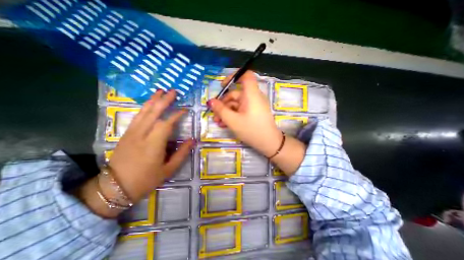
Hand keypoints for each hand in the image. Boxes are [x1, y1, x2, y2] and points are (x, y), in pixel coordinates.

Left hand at [77, 90, 193, 216]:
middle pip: (153, 113)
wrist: (114, 187)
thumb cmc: (145, 180)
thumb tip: (193, 140)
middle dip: (164, 101)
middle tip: (173, 91)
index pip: (166, 124)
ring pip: (143, 112)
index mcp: (153, 145)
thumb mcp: (168, 170)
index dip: (176, 115)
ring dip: (153, 100)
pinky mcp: (126, 134)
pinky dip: (145, 107)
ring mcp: (131, 133)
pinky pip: (137, 117)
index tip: (185, 110)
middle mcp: (141, 135)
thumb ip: (182, 153)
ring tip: (160, 91)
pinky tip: (149, 103)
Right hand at [207, 71, 280, 157]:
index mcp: (251, 95)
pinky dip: (233, 114)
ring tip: (218, 122)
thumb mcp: (233, 121)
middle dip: (223, 103)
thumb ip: (221, 110)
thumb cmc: (252, 130)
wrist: (268, 143)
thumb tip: (211, 101)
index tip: (223, 86)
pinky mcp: (253, 112)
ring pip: (237, 104)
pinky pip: (241, 110)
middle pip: (236, 94)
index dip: (234, 76)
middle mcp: (253, 97)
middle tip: (214, 114)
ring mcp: (254, 105)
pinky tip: (225, 123)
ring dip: (226, 111)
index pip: (246, 75)